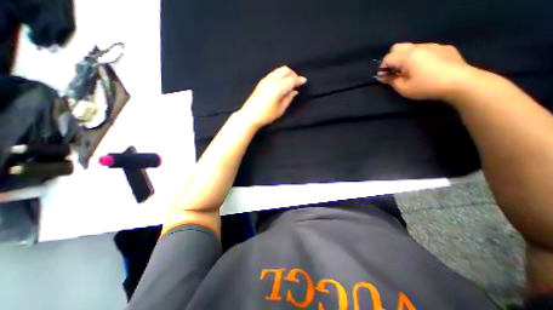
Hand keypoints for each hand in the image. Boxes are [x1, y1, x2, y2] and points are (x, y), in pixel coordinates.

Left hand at [237, 66, 305, 127]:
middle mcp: (272, 80)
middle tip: (296, 83)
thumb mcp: (280, 109)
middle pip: (285, 70)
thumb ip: (289, 98)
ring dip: (286, 74)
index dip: (299, 80)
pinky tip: (281, 83)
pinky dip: (279, 75)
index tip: (304, 81)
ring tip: (289, 83)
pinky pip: (273, 73)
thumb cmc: (266, 115)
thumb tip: (295, 91)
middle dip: (293, 74)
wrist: (250, 116)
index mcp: (278, 87)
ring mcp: (265, 80)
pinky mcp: (261, 82)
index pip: (291, 79)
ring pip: (279, 70)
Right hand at [381, 42, 479, 101]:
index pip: (388, 57)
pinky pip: (425, 49)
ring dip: (404, 58)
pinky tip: (423, 68)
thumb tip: (382, 76)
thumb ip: (390, 80)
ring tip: (408, 71)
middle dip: (391, 59)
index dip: (382, 67)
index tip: (383, 77)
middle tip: (393, 72)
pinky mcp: (444, 48)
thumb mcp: (403, 88)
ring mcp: (433, 46)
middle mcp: (419, 47)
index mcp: (408, 56)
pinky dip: (418, 57)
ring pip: (411, 47)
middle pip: (398, 47)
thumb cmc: (426, 87)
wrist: (460, 83)